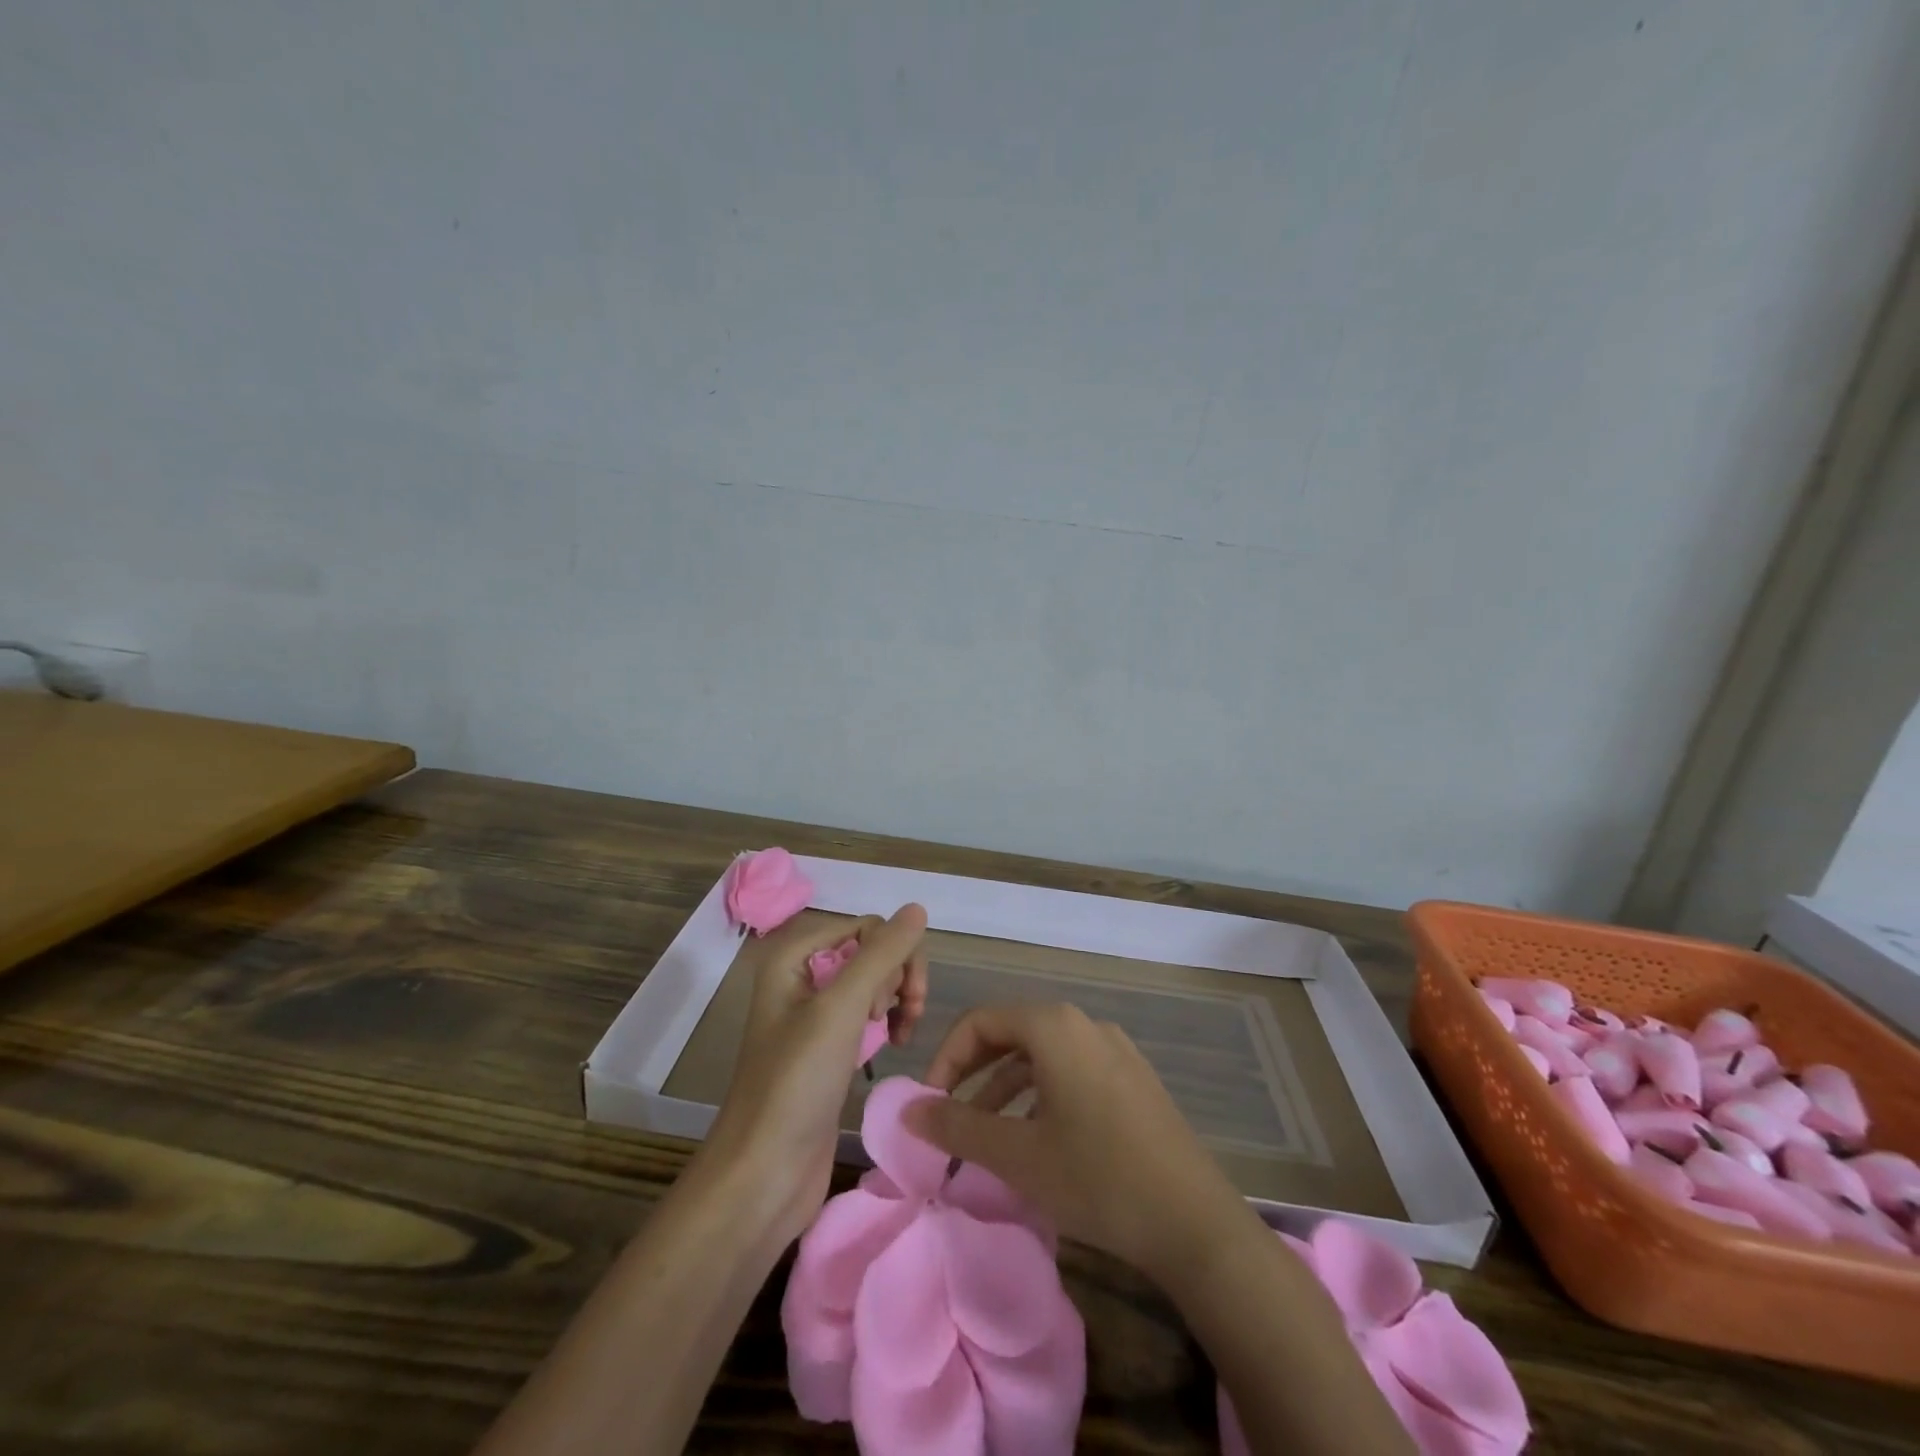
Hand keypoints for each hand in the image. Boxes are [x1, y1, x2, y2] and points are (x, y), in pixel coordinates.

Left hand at [700, 905, 929, 1246]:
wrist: (763, 1176)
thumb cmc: (796, 1084)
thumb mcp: (841, 1009)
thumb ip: (882, 954)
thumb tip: (917, 907)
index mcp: (793, 955)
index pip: (866, 926)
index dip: (892, 956)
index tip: (893, 1002)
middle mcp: (801, 976)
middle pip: (871, 951)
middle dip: (896, 979)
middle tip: (901, 1019)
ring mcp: (813, 1014)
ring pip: (873, 983)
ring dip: (895, 1001)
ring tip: (900, 1036)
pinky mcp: (826, 1048)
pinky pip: (866, 1014)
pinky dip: (885, 1024)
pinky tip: (892, 1046)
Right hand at [904, 1002, 1259, 1283]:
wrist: (1194, 1221)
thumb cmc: (1097, 1177)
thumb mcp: (1017, 1155)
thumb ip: (957, 1125)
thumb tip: (907, 1109)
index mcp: (1054, 1027)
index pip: (981, 1021)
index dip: (946, 1057)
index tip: (930, 1103)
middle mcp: (1085, 1025)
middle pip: (1012, 1032)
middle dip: (974, 1071)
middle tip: (949, 1113)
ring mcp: (1115, 1049)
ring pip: (1043, 1055)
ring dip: (1006, 1087)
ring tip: (987, 1134)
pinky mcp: (1133, 1079)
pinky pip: (1072, 1071)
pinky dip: (1041, 1094)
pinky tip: (1038, 1138)